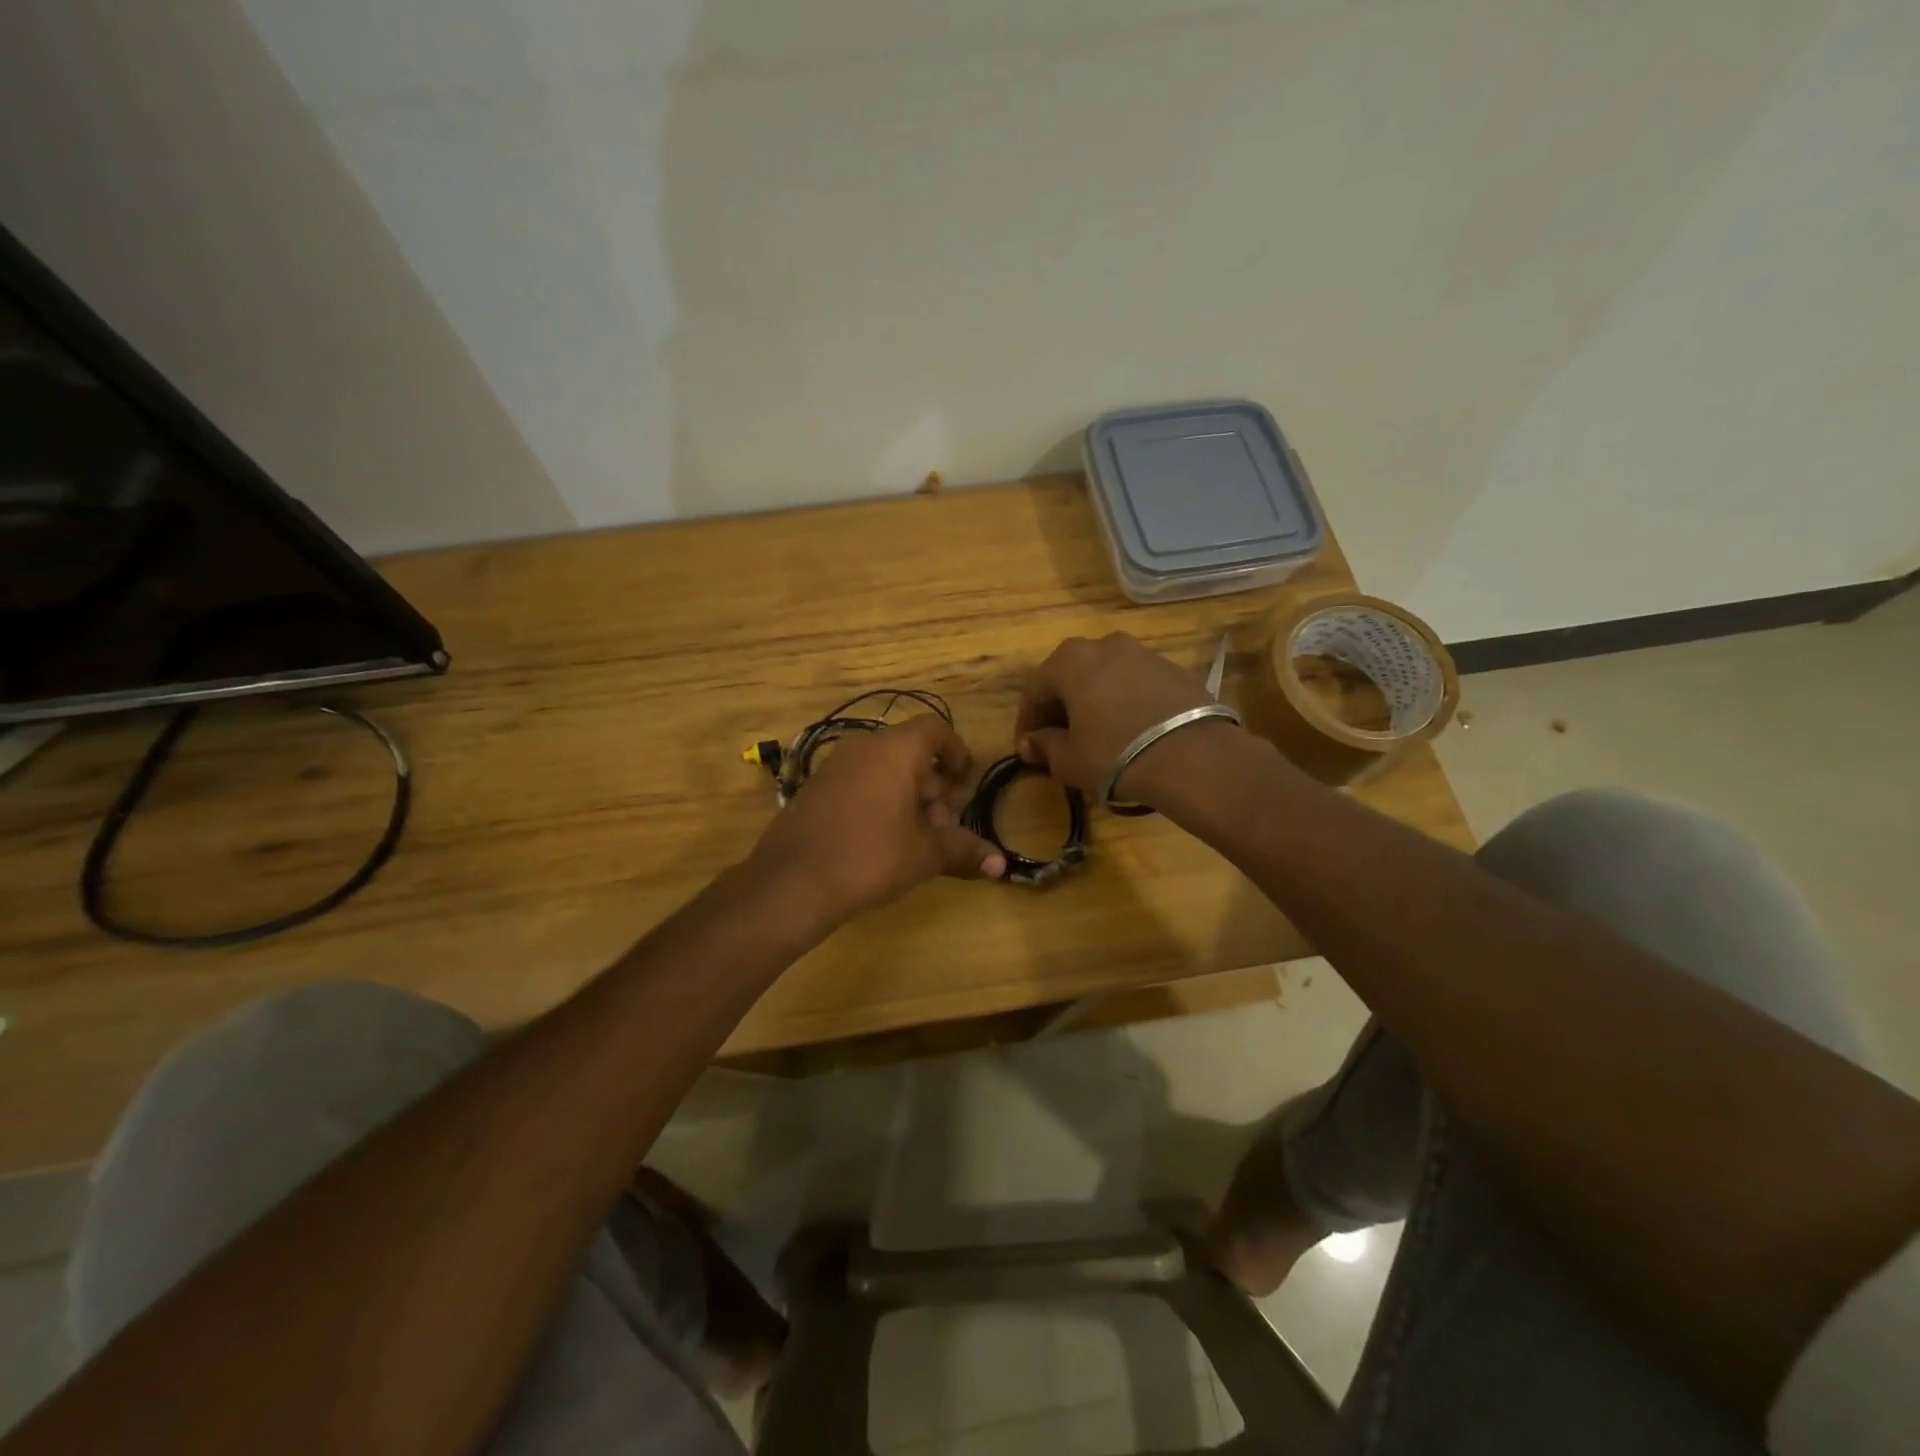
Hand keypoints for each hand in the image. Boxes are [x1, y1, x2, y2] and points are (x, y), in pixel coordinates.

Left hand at [748, 715, 1005, 923]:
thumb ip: (964, 851)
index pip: (935, 729)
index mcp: (896, 750)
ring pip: (883, 769)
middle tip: (941, 827)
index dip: (956, 751)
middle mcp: (864, 747)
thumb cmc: (871, 856)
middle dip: (932, 787)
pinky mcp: (814, 788)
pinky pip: (858, 782)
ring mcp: (834, 766)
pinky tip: (878, 840)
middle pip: (910, 753)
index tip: (965, 780)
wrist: (792, 881)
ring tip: (912, 839)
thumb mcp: (925, 854)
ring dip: (905, 796)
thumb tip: (1001, 865)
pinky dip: (877, 800)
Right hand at [1015, 633, 1236, 803]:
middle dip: (1060, 707)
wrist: (1193, 757)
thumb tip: (1032, 742)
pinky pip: (1136, 684)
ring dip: (1094, 702)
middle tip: (1059, 740)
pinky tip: (1130, 731)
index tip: (1028, 748)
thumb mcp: (1069, 760)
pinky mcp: (1174, 669)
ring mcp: (1144, 653)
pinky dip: (1125, 703)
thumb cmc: (1115, 755)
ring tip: (1096, 735)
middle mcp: (1105, 644)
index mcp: (1070, 660)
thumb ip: (1045, 746)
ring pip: (1105, 677)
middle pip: (1071, 676)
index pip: (1035, 689)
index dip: (1028, 721)